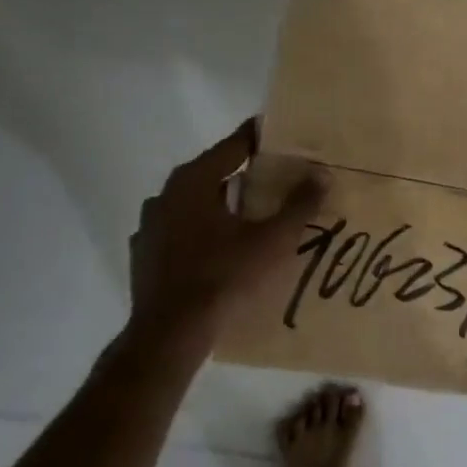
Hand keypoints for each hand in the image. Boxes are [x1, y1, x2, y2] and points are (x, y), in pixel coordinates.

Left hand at [125, 120, 324, 350]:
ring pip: (193, 204)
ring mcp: (150, 227)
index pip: (233, 146)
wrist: (170, 333)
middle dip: (242, 173)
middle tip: (275, 177)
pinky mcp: (145, 255)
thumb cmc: (224, 277)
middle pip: (212, 173)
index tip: (280, 132)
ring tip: (250, 214)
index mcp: (193, 182)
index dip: (259, 137)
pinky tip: (219, 248)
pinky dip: (201, 232)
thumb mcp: (272, 241)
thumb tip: (322, 173)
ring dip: (220, 204)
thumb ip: (299, 205)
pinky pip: (180, 232)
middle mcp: (166, 196)